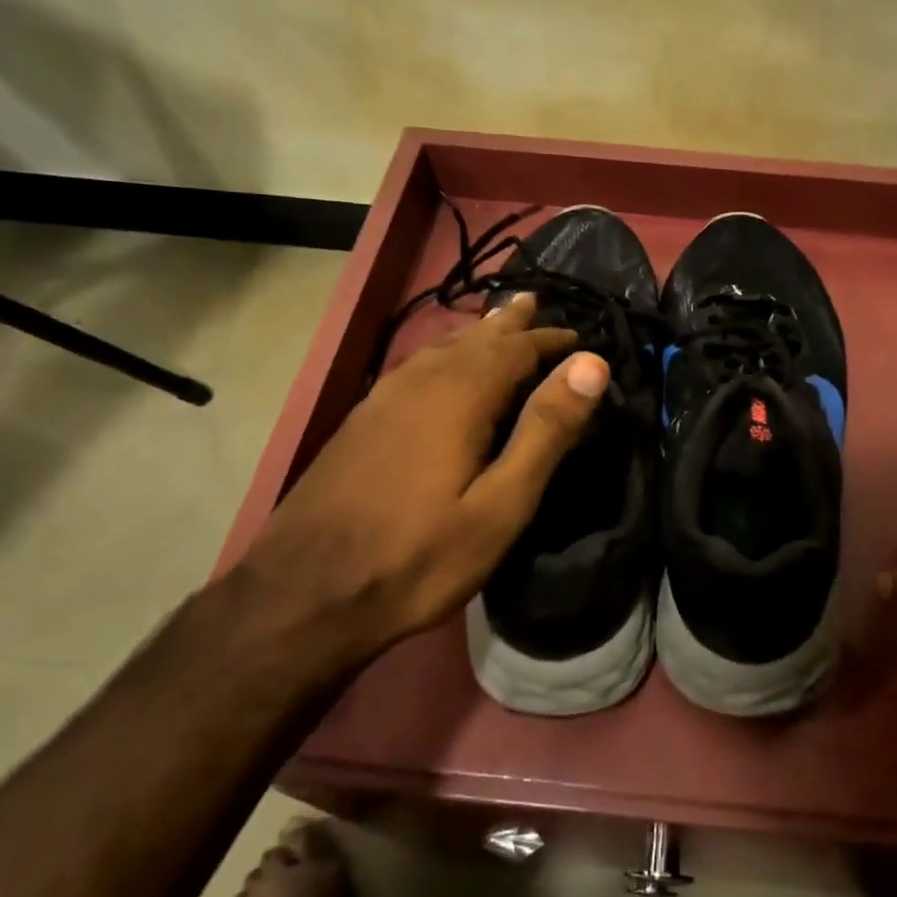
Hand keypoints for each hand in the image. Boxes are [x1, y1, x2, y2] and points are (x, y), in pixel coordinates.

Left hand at [235, 294, 608, 671]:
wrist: (305, 594)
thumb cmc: (419, 557)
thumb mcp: (500, 505)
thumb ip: (546, 431)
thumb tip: (591, 364)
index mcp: (458, 396)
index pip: (514, 349)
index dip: (549, 341)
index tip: (579, 340)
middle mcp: (418, 383)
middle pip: (473, 340)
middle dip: (508, 324)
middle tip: (533, 303)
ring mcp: (381, 400)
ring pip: (439, 351)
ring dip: (475, 336)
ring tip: (496, 324)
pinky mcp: (360, 422)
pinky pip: (415, 369)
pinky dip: (443, 356)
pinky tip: (441, 369)